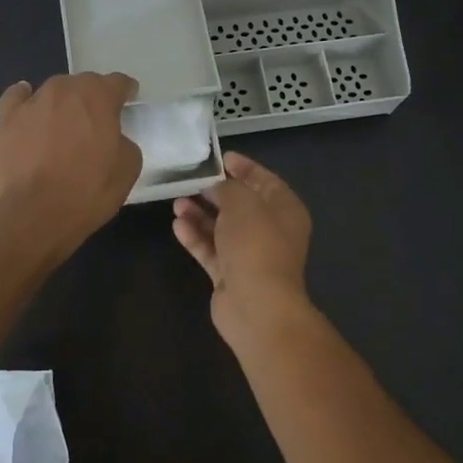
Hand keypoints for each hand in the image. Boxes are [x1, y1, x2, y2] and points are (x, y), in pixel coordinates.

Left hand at [0, 72, 141, 257]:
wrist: (35, 213)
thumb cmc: (88, 191)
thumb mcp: (127, 169)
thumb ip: (124, 143)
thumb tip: (113, 138)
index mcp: (99, 97)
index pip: (118, 82)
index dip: (125, 91)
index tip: (128, 100)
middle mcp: (65, 90)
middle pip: (84, 84)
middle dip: (93, 98)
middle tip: (97, 121)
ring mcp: (33, 101)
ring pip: (54, 91)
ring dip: (63, 102)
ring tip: (64, 123)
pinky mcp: (7, 118)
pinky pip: (17, 97)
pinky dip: (25, 99)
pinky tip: (29, 109)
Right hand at [171, 152, 313, 340]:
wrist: (256, 305)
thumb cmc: (256, 244)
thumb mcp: (242, 203)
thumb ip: (227, 188)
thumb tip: (216, 187)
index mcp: (285, 211)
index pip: (266, 181)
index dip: (245, 168)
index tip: (222, 157)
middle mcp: (271, 231)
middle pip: (241, 205)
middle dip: (216, 192)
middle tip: (191, 180)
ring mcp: (250, 255)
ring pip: (222, 228)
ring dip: (200, 215)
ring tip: (177, 202)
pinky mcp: (230, 275)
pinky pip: (211, 250)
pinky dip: (196, 237)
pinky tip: (177, 225)